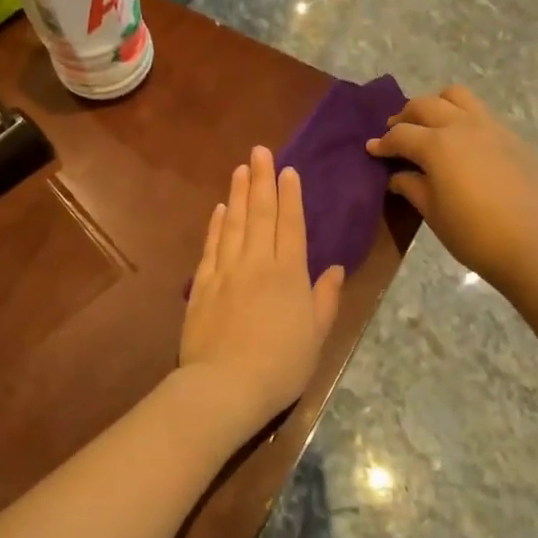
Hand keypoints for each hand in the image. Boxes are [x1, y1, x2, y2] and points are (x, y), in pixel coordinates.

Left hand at [180, 146, 345, 433]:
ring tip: (240, 169)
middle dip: (261, 180)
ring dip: (237, 194)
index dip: (290, 196)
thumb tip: (335, 269)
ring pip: (233, 223)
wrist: (225, 386)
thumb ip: (325, 299)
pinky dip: (215, 224)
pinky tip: (219, 209)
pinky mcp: (203, 285)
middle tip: (260, 151)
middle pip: (260, 214)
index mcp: (289, 274)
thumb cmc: (281, 365)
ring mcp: (226, 271)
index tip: (288, 171)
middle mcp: (257, 263)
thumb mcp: (316, 336)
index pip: (291, 224)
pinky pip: (211, 246)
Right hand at [367, 85, 537, 290]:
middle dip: (406, 116)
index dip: (383, 143)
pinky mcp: (514, 138)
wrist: (533, 244)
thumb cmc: (473, 233)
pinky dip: (465, 120)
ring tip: (432, 126)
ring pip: (458, 97)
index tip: (372, 149)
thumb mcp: (433, 212)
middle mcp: (462, 126)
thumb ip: (411, 186)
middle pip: (426, 105)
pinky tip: (465, 146)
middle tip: (397, 132)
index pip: (400, 134)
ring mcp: (492, 128)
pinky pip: (483, 115)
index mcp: (437, 144)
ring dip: (438, 105)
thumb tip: (397, 175)